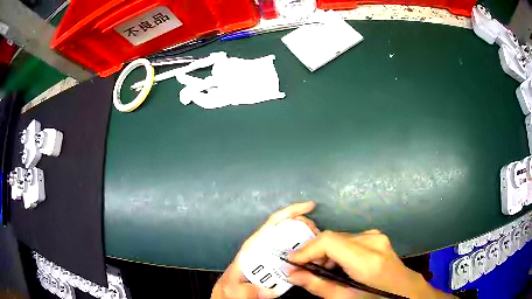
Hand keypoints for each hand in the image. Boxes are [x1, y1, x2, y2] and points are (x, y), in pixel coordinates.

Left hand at [211, 201, 318, 298]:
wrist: (231, 293)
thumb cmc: (231, 287)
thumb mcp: (234, 289)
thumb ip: (246, 291)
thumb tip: (268, 291)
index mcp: (253, 247)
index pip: (273, 223)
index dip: (291, 212)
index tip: (309, 207)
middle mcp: (263, 247)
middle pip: (286, 229)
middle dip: (304, 225)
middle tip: (319, 233)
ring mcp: (270, 255)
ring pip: (291, 240)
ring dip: (305, 238)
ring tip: (319, 243)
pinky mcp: (275, 263)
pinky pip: (292, 254)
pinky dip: (303, 251)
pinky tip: (312, 255)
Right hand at [288, 230, 453, 298]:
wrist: (405, 290)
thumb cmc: (375, 298)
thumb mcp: (344, 298)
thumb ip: (317, 286)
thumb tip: (292, 273)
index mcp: (367, 259)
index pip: (330, 240)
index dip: (307, 249)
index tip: (292, 262)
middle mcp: (373, 241)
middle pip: (333, 237)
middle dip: (314, 253)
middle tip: (305, 270)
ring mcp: (377, 236)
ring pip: (340, 238)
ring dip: (326, 253)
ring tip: (322, 270)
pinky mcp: (377, 236)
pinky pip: (349, 239)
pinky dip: (337, 250)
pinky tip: (338, 265)